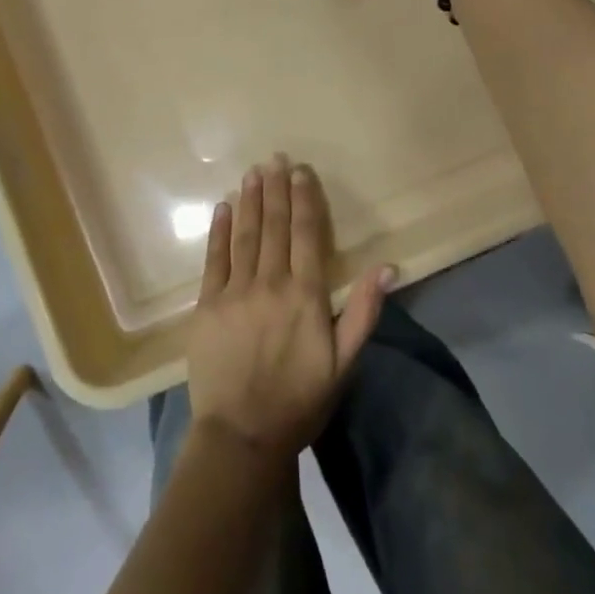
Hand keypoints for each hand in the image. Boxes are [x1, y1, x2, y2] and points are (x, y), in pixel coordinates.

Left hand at [187, 155, 393, 460]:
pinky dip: (219, 230)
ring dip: (250, 201)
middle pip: (275, 227)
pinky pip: (214, 259)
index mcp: (305, 295)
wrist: (242, 435)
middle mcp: (270, 284)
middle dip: (276, 190)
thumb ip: (363, 311)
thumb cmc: (300, 400)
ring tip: (253, 172)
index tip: (301, 172)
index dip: (305, 200)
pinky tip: (223, 207)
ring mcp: (235, 292)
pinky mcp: (207, 305)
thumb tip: (388, 267)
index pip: (307, 235)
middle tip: (275, 158)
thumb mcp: (345, 362)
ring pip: (245, 235)